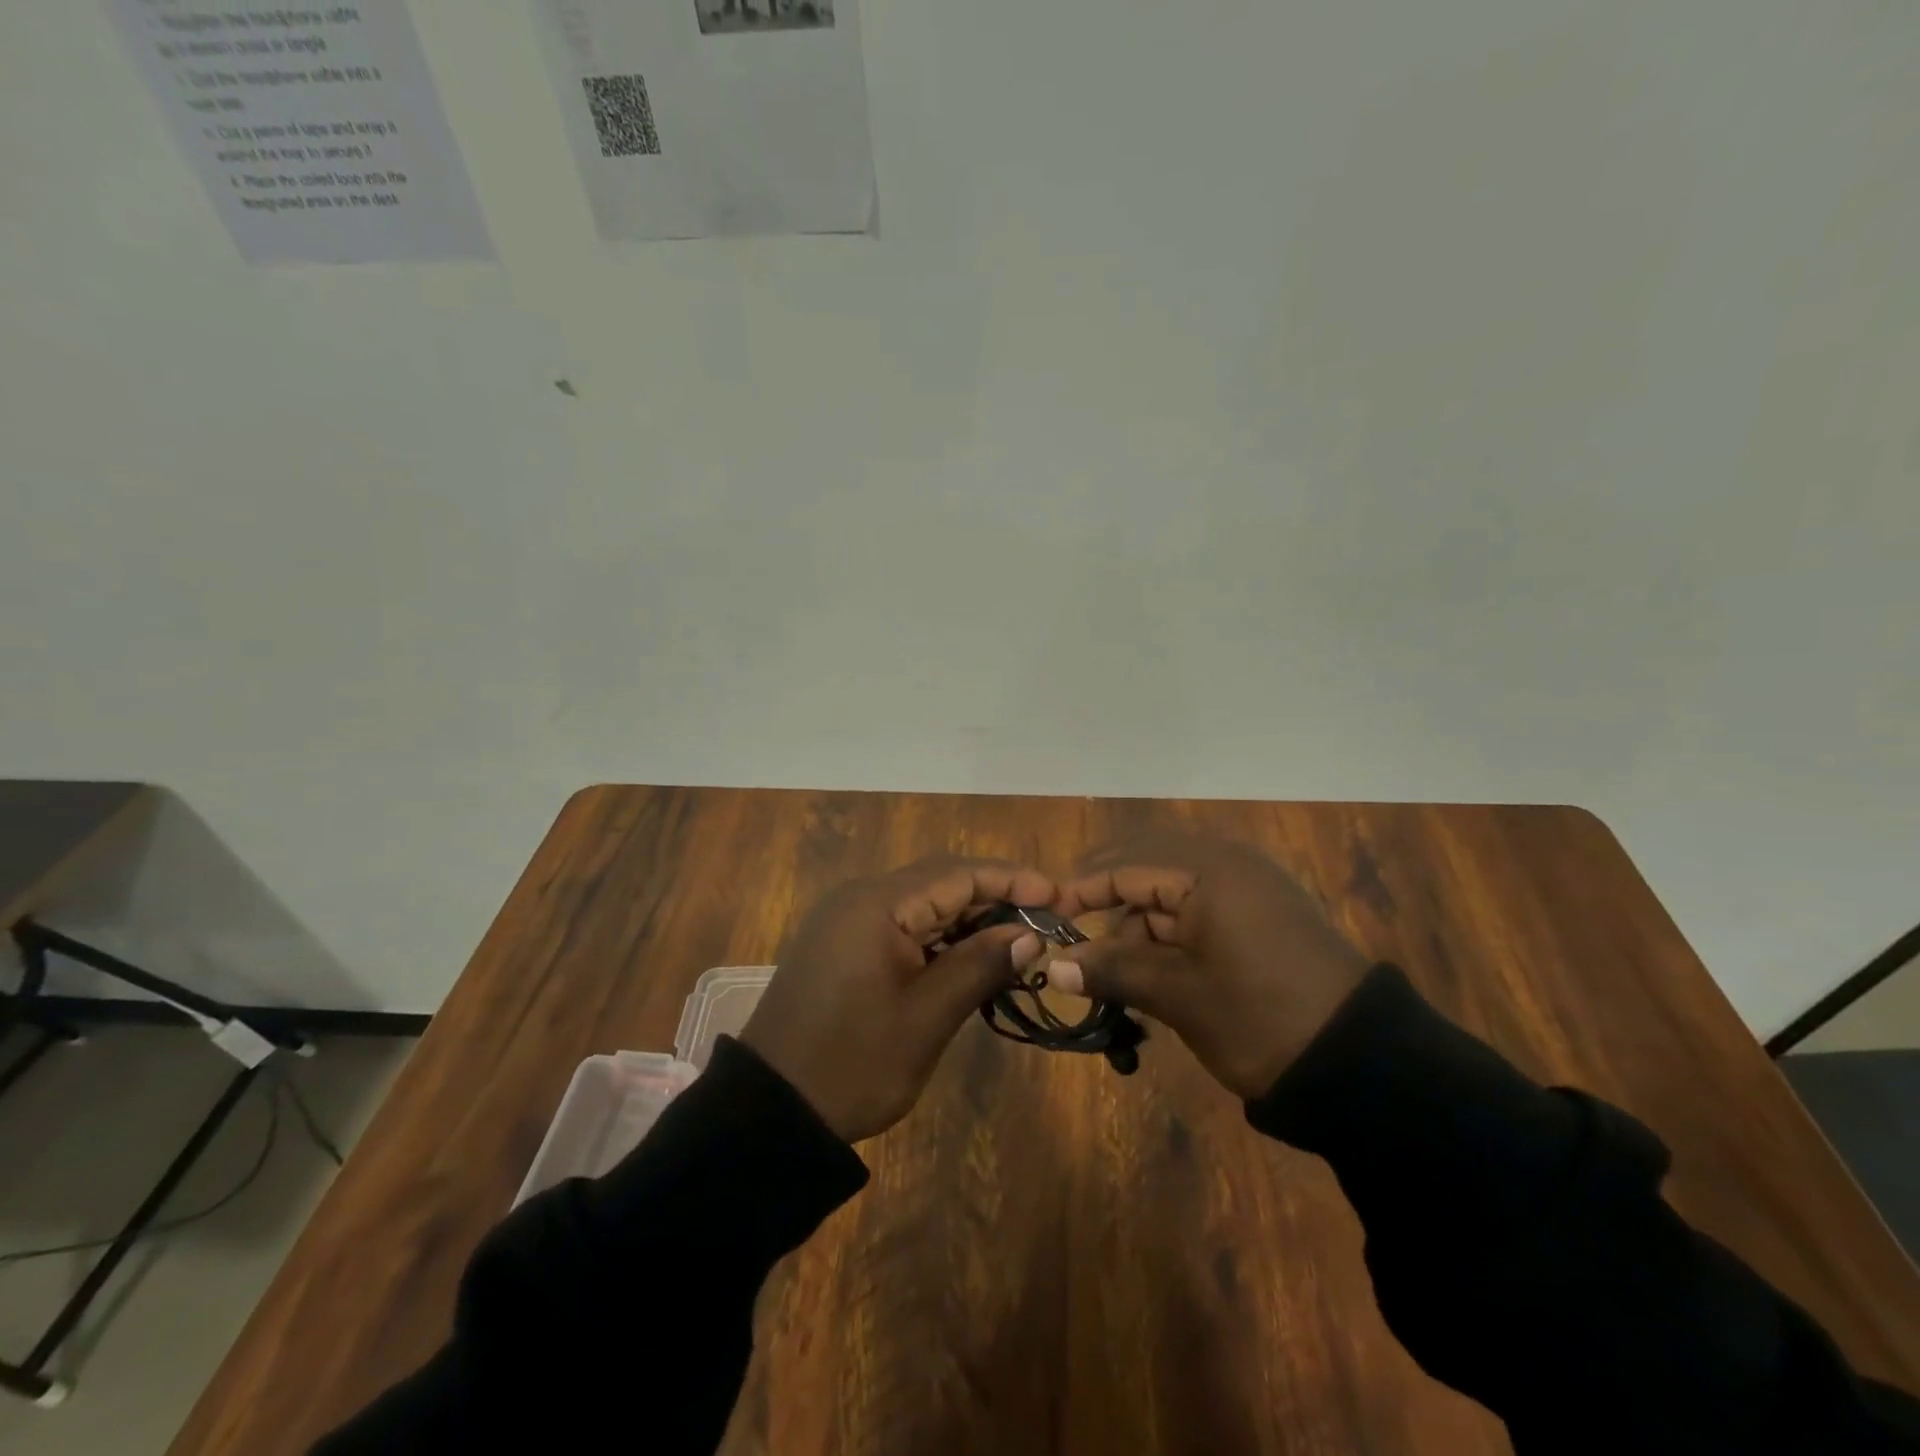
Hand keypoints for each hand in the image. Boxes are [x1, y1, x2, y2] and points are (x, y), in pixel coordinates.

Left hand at [739, 857, 1053, 1142]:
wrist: (771, 1111)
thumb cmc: (853, 1064)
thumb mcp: (926, 1018)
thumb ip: (979, 966)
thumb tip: (1030, 934)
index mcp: (877, 905)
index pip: (957, 874)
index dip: (1012, 881)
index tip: (1058, 896)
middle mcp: (860, 898)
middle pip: (940, 881)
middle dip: (994, 897)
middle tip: (1045, 921)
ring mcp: (848, 920)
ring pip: (922, 903)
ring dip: (968, 918)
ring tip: (1018, 942)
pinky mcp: (843, 943)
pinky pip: (902, 924)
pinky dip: (939, 937)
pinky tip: (970, 958)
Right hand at [1048, 835, 1368, 1097]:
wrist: (1362, 1065)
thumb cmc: (1259, 1019)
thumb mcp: (1178, 995)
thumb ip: (1112, 970)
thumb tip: (1053, 965)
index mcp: (1208, 869)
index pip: (1126, 865)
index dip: (1081, 890)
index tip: (1046, 919)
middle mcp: (1227, 862)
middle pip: (1146, 868)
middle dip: (1110, 904)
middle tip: (1078, 944)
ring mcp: (1248, 886)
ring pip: (1171, 891)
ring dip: (1140, 927)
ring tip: (1123, 980)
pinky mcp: (1261, 913)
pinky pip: (1198, 908)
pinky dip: (1171, 935)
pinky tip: (1158, 975)